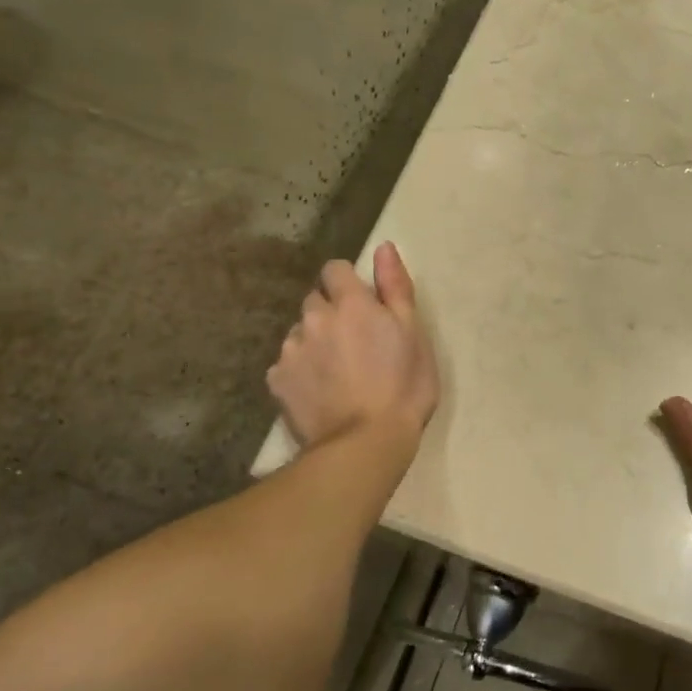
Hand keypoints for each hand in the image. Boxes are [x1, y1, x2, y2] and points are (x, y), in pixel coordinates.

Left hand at [268, 242, 438, 451]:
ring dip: (314, 341)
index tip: (363, 305)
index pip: (335, 269)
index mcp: (351, 303)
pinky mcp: (276, 381)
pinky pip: (286, 364)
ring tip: (336, 371)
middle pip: (315, 300)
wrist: (366, 443)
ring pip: (299, 332)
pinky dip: (299, 371)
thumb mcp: (415, 334)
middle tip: (354, 342)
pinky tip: (318, 392)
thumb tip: (383, 247)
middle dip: (331, 312)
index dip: (348, 283)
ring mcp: (291, 350)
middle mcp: (314, 318)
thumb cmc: (403, 387)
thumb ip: (396, 287)